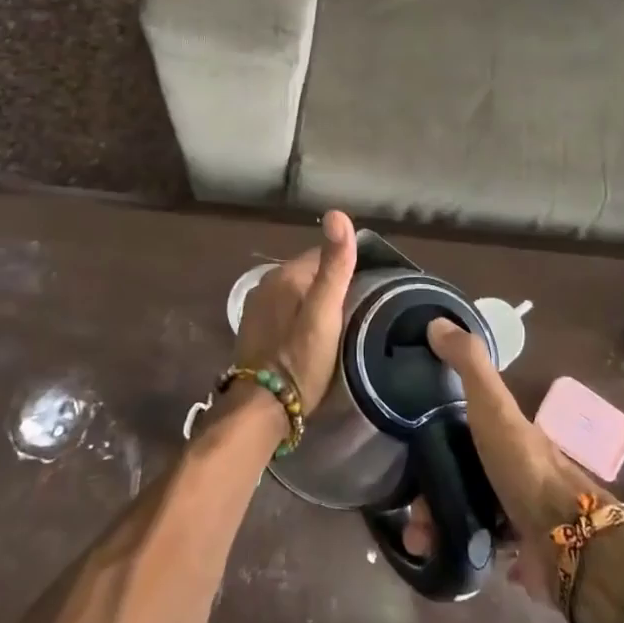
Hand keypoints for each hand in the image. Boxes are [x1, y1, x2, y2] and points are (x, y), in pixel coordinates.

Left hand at [232, 210, 357, 411]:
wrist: (261, 408)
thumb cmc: (300, 359)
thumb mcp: (325, 312)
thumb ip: (334, 266)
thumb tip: (337, 214)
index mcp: (285, 275)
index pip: (323, 255)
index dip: (347, 266)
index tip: (370, 285)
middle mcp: (266, 284)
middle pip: (309, 274)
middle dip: (331, 284)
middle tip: (359, 307)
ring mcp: (257, 308)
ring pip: (296, 293)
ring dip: (315, 301)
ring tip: (340, 322)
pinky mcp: (254, 331)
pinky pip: (285, 312)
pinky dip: (300, 317)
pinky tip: (313, 335)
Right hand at [400, 320, 600, 605]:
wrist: (568, 541)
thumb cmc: (524, 466)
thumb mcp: (493, 406)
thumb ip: (469, 364)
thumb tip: (436, 321)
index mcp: (503, 432)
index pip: (458, 428)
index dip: (429, 437)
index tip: (403, 453)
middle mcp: (509, 468)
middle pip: (457, 475)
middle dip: (427, 494)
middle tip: (411, 514)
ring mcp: (515, 511)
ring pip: (463, 513)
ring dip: (436, 527)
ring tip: (419, 542)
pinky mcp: (518, 552)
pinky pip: (477, 548)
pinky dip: (457, 550)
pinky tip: (441, 556)